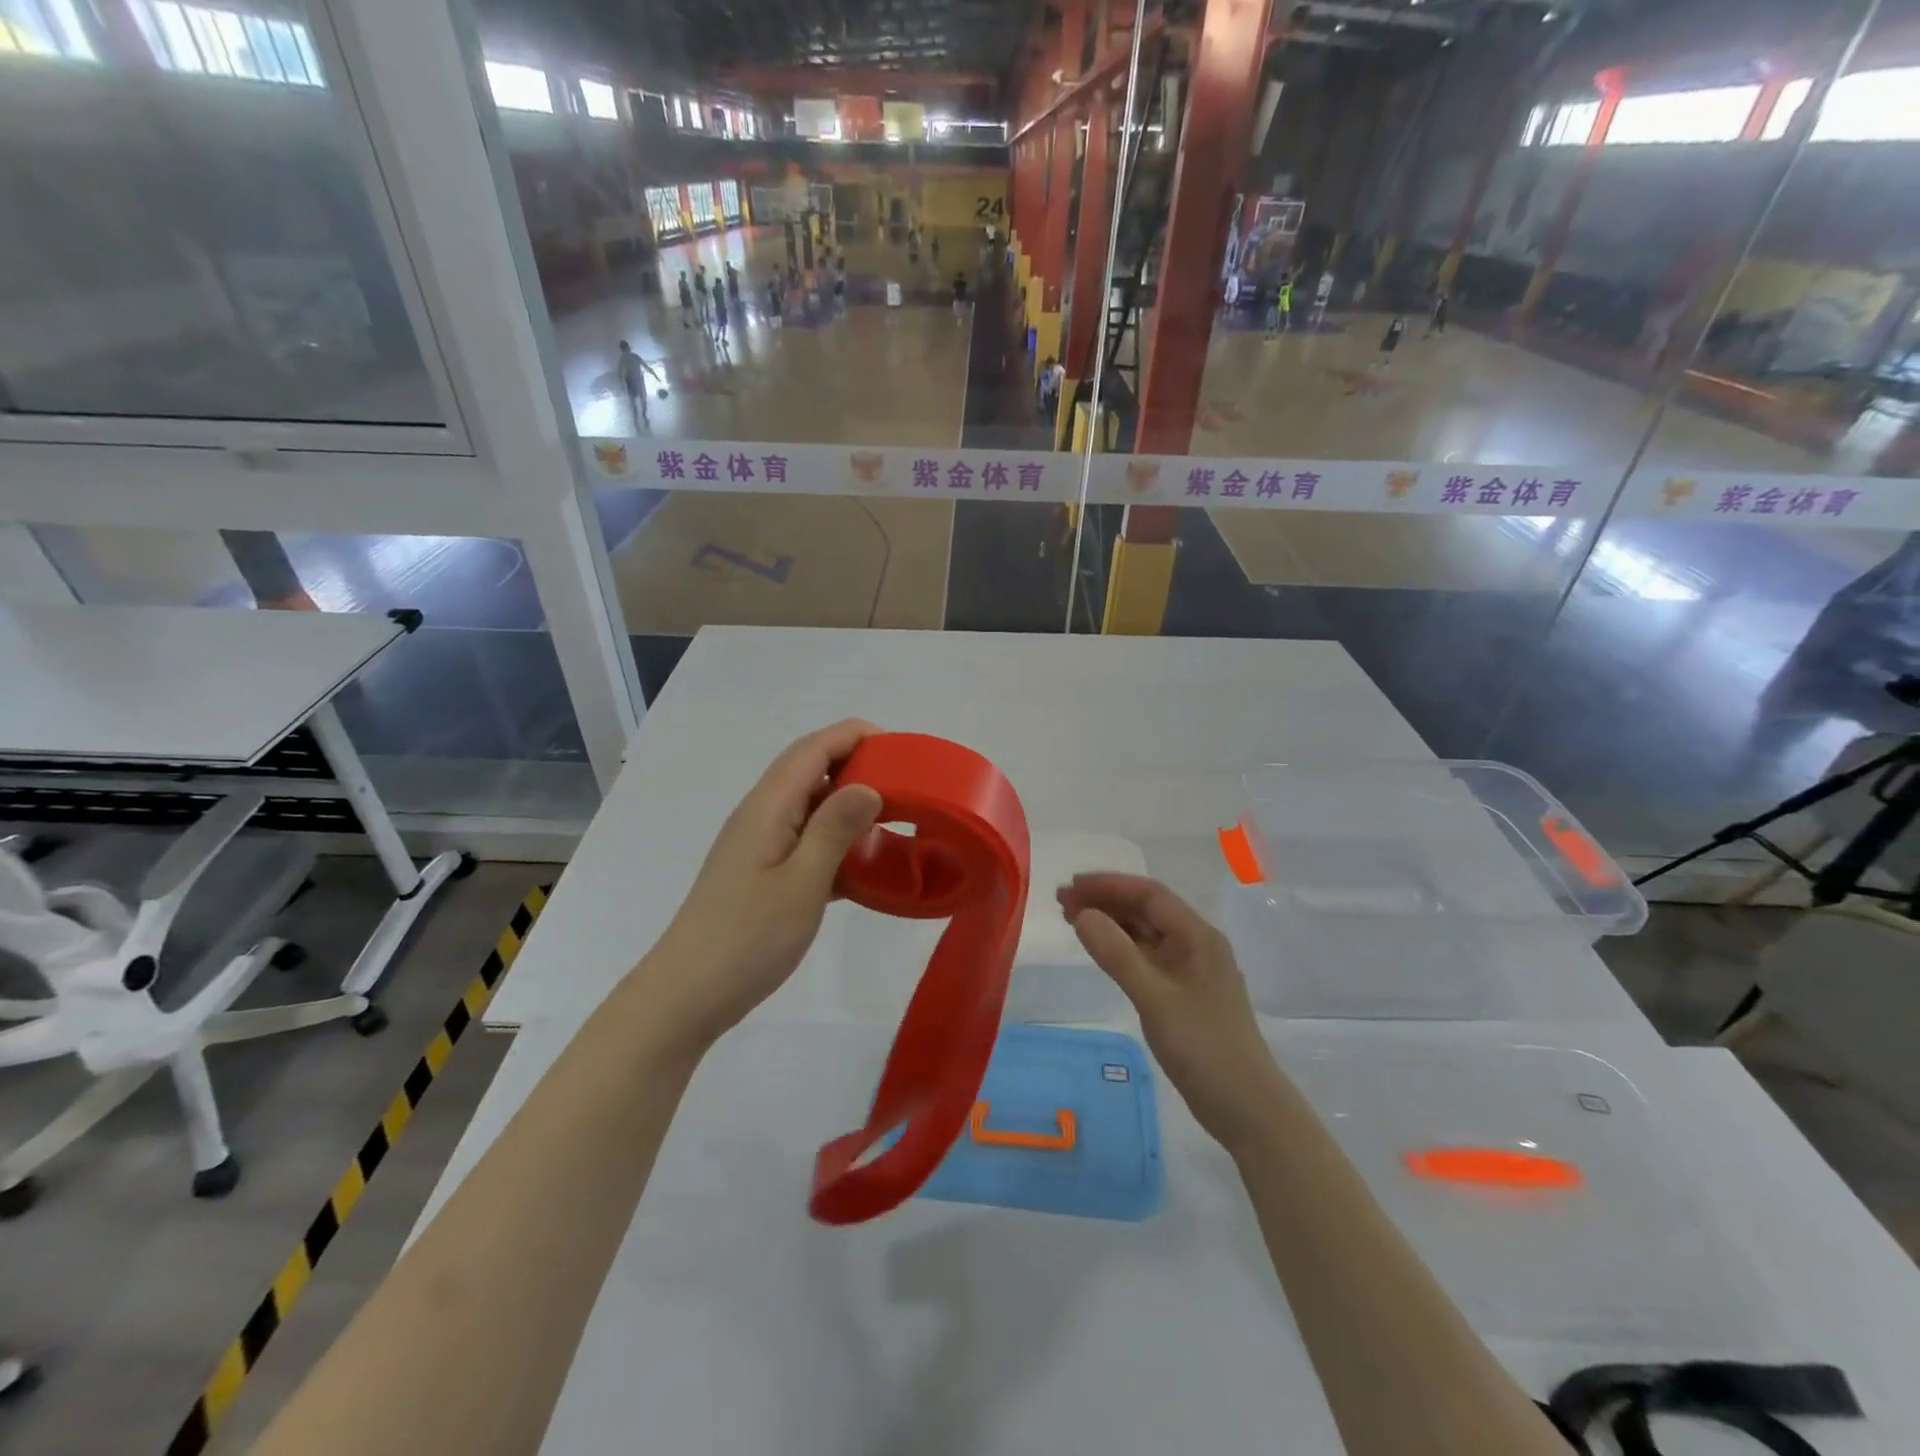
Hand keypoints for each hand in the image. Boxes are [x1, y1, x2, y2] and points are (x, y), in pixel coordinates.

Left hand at [642, 721, 882, 1051]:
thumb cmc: (748, 938)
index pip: (812, 749)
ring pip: (808, 804)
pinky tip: (862, 863)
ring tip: (891, 816)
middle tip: (904, 782)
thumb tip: (869, 786)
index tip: (899, 746)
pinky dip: (834, 837)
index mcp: (768, 807)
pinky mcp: (761, 871)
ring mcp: (758, 843)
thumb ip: (835, 830)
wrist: (688, 994)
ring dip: (846, 801)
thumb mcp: (802, 883)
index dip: (854, 735)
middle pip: (808, 768)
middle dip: (855, 762)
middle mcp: (761, 814)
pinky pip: (804, 837)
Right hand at [1059, 874, 1283, 1150]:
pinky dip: (1120, 948)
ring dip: (1110, 922)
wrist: (1246, 1108)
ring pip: (1145, 933)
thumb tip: (1082, 914)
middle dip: (1104, 900)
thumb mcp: (1154, 998)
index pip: (1149, 894)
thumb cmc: (1204, 1047)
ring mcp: (1190, 970)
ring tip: (1071, 919)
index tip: (1070, 886)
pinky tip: (1100, 950)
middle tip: (1061, 903)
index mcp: (1197, 936)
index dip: (1108, 885)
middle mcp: (1196, 944)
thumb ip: (1117, 954)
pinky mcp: (1183, 993)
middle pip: (1146, 909)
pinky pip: (1147, 956)